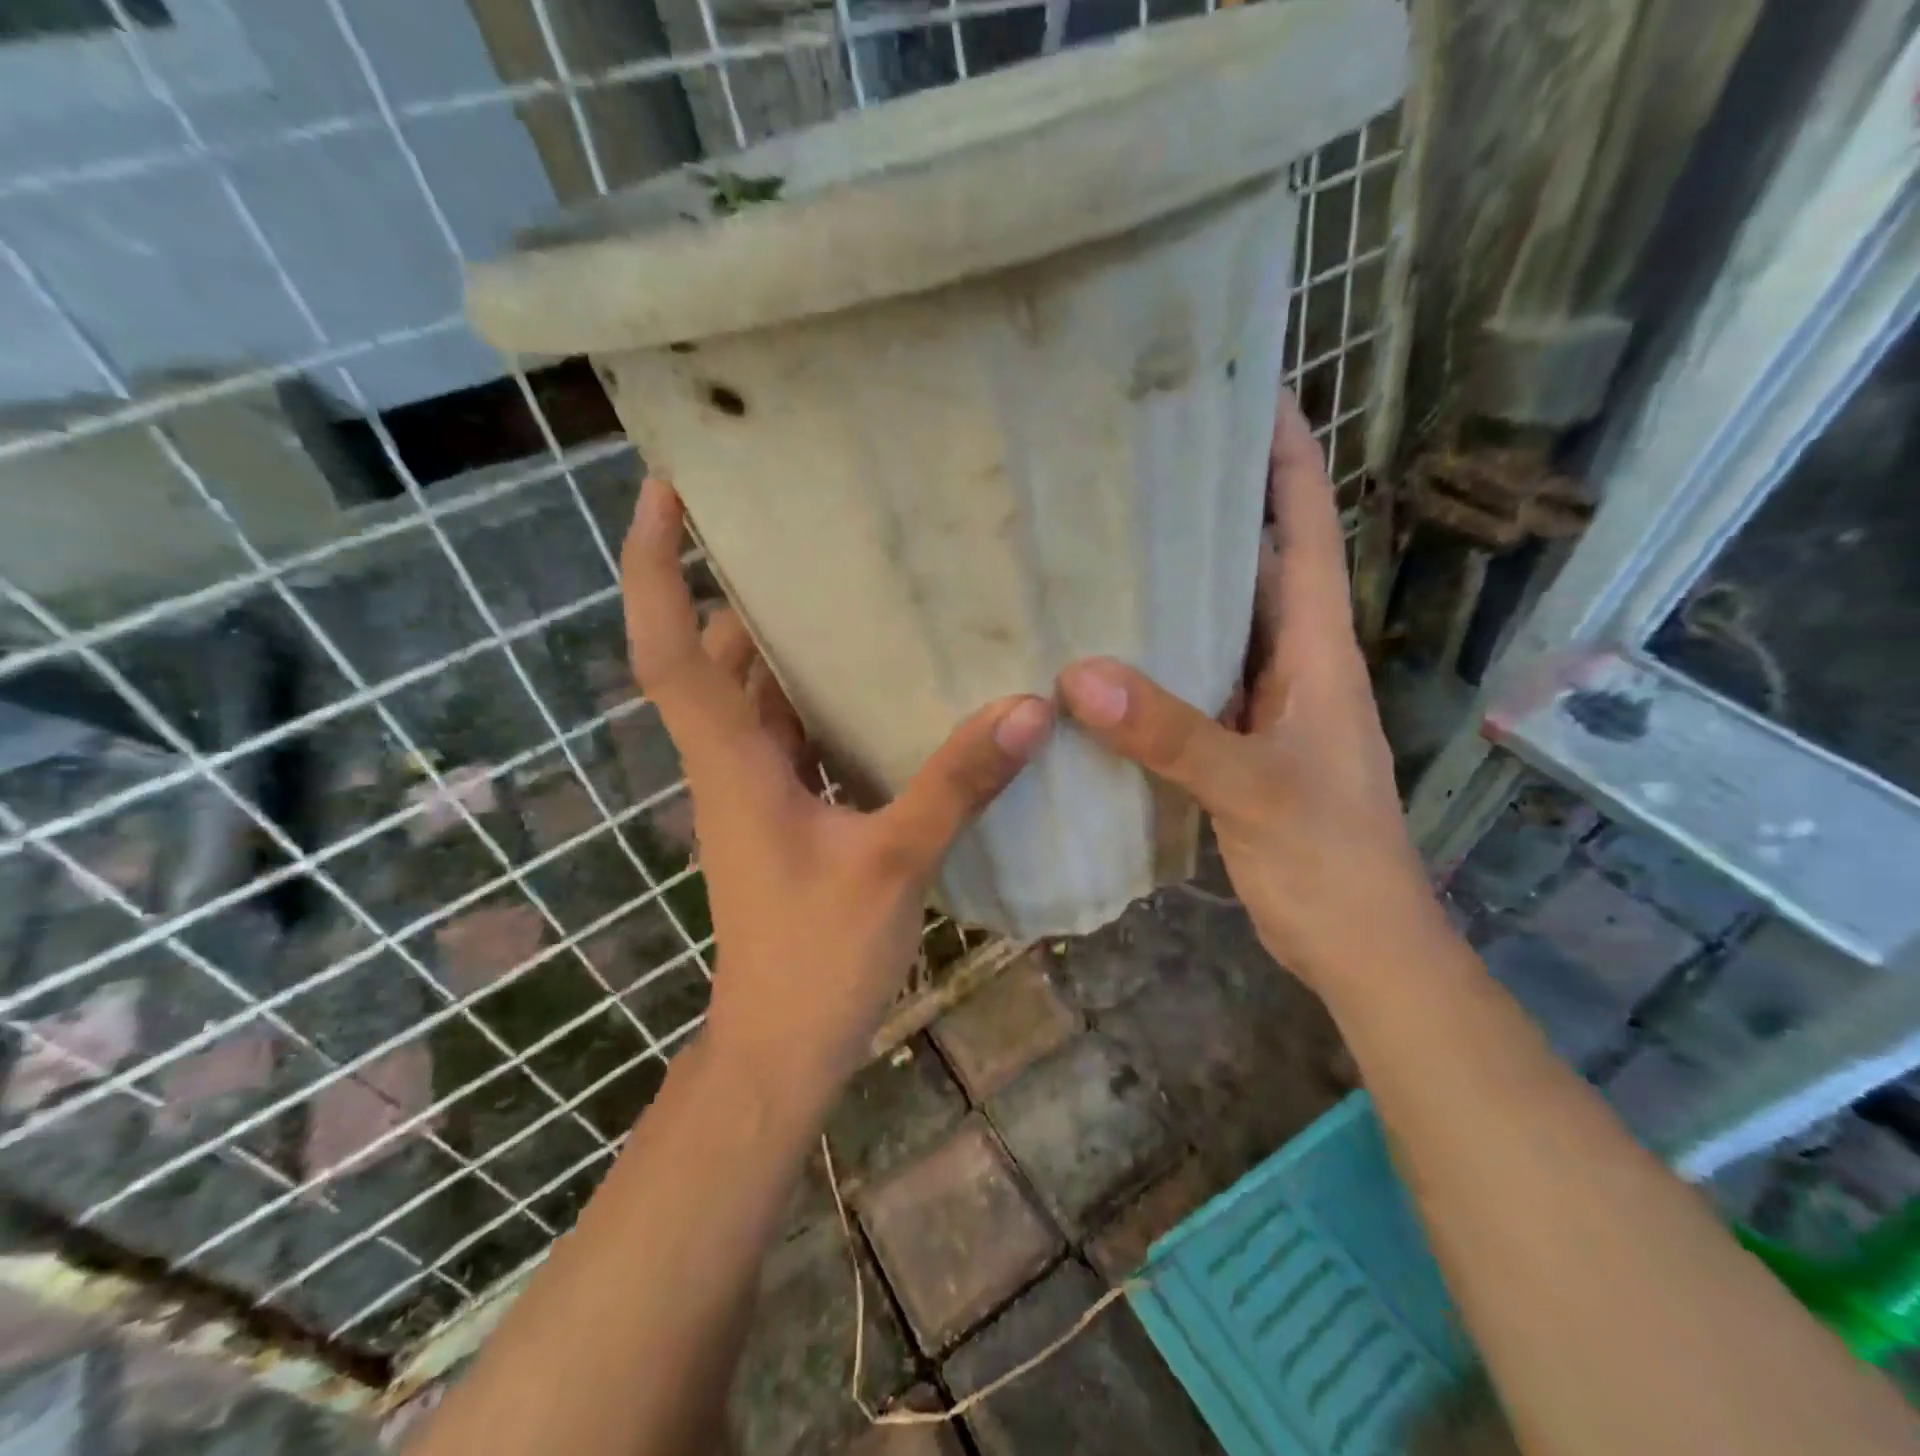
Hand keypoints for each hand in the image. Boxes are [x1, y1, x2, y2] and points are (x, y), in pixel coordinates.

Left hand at [621, 479, 1053, 1102]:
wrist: (783, 1043)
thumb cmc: (815, 957)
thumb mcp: (893, 864)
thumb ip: (955, 785)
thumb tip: (1025, 707)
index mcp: (731, 760)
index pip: (669, 647)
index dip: (655, 566)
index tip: (665, 490)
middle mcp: (731, 760)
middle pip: (716, 654)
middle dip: (739, 587)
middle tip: (801, 526)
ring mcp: (756, 786)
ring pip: (757, 692)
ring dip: (785, 642)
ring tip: (850, 583)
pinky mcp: (785, 810)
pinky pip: (794, 730)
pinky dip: (820, 696)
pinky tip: (880, 680)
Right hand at [1056, 393, 1440, 993]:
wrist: (1359, 945)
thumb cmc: (1331, 862)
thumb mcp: (1255, 789)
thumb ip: (1173, 733)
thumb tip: (1079, 675)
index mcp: (1317, 649)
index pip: (1305, 529)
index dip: (1285, 459)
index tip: (1245, 393)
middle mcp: (1292, 662)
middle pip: (1253, 564)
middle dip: (1209, 509)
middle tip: (1134, 467)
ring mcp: (1262, 704)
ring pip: (1216, 624)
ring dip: (1173, 587)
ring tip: (1102, 547)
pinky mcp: (1234, 743)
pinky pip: (1191, 681)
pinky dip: (1153, 660)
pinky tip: (1101, 657)